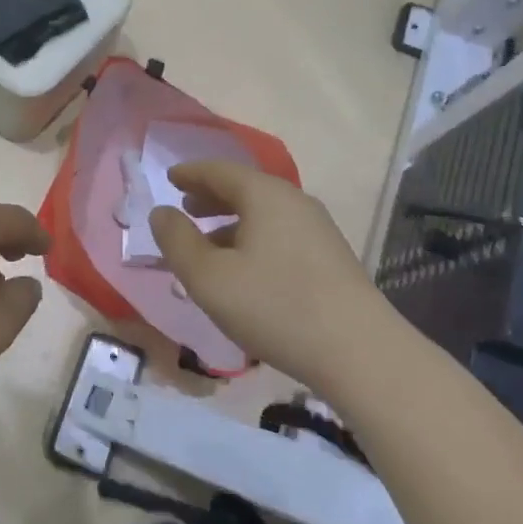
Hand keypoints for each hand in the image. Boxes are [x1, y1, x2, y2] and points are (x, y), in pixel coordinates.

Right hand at [149, 161, 383, 389]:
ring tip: (208, 245)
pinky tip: (245, 271)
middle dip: (211, 196)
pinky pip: (280, 234)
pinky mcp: (330, 258)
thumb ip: (177, 241)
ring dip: (231, 222)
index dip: (190, 173)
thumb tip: (161, 213)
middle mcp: (294, 202)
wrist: (361, 352)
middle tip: (185, 207)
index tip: (170, 178)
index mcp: (264, 195)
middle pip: (245, 188)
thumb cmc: (274, 306)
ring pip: (264, 214)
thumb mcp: (208, 277)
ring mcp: (318, 229)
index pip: (219, 170)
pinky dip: (253, 240)